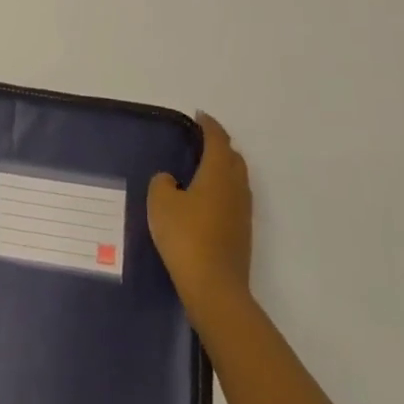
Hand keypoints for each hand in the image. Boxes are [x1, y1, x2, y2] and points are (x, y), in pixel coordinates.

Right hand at [148, 113, 251, 314]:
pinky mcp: (242, 233)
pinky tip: (205, 201)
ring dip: (223, 168)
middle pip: (233, 157)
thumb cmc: (186, 237)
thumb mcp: (161, 203)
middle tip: (200, 141)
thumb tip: (171, 181)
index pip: (217, 139)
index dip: (209, 125)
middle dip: (219, 145)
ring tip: (202, 169)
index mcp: (218, 173)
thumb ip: (163, 183)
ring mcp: (243, 212)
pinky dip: (222, 190)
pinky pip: (234, 199)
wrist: (214, 288)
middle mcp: (236, 187)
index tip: (199, 116)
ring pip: (236, 179)